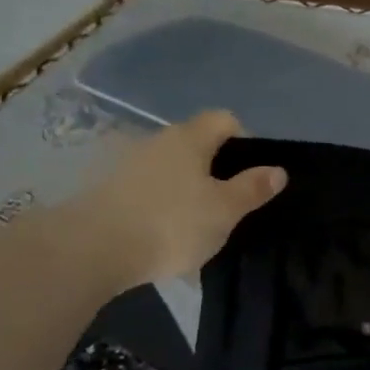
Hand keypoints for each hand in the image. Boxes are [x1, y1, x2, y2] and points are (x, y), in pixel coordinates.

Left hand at [68, 111, 285, 282]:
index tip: (253, 175)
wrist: (92, 250)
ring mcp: (127, 164)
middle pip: (196, 144)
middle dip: (216, 169)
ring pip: (170, 168)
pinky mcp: (106, 190)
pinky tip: (164, 235)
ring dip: (186, 188)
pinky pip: (147, 190)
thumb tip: (278, 170)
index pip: (225, 120)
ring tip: (196, 225)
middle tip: (229, 204)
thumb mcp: (225, 210)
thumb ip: (253, 188)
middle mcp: (156, 140)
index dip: (245, 141)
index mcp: (189, 138)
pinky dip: (161, 205)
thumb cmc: (171, 223)